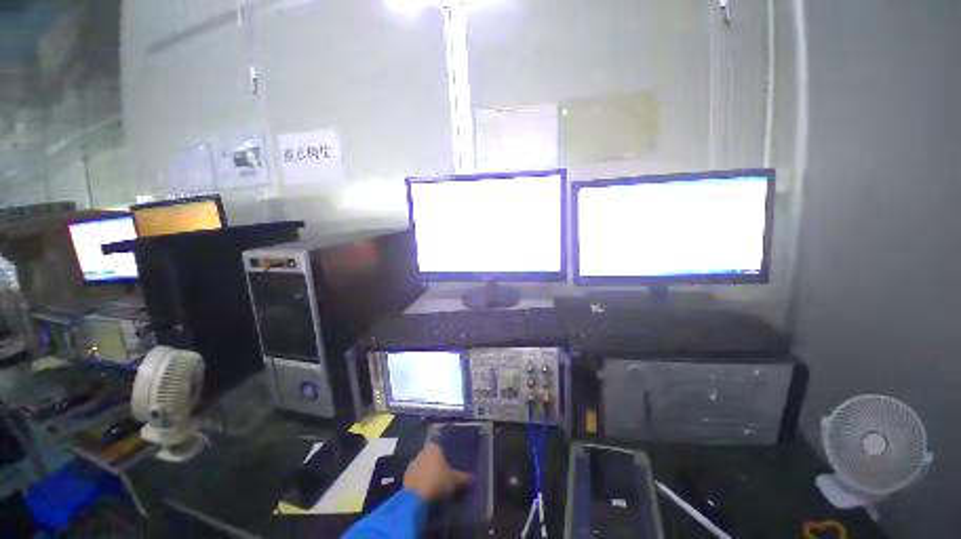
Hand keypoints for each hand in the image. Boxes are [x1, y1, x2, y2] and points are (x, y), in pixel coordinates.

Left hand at [403, 443, 472, 502]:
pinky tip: (424, 488)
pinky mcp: (405, 475)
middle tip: (442, 473)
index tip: (448, 463)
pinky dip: (419, 480)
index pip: (439, 446)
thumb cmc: (438, 482)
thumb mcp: (455, 481)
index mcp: (435, 448)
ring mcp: (412, 463)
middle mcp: (423, 451)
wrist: (415, 498)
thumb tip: (473, 477)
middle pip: (430, 455)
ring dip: (426, 471)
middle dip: (435, 462)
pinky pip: (415, 475)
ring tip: (433, 482)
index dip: (444, 454)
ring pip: (422, 464)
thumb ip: (464, 477)